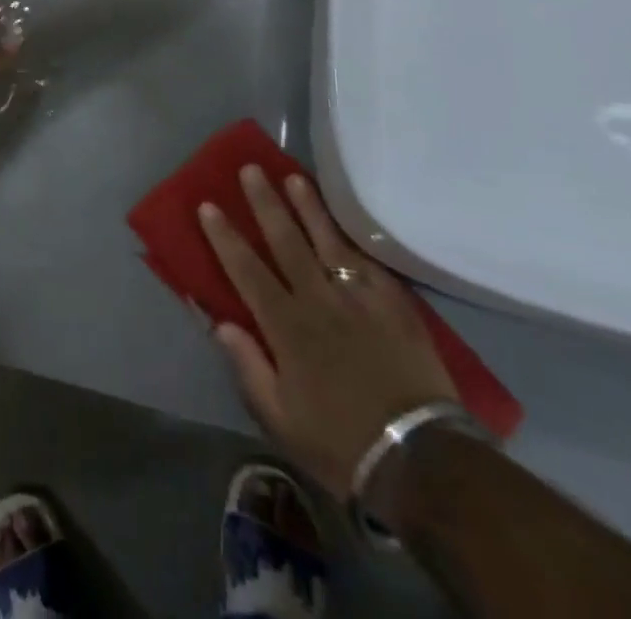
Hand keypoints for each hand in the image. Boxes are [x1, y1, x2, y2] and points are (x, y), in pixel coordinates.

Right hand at [199, 167, 457, 497]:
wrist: (423, 462)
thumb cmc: (342, 443)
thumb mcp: (281, 419)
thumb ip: (248, 367)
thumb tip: (220, 323)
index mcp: (287, 327)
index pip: (247, 270)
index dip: (225, 236)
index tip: (208, 205)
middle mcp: (319, 301)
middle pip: (286, 241)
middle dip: (265, 203)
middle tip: (250, 169)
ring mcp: (360, 299)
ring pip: (328, 240)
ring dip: (308, 206)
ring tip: (294, 177)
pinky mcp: (395, 306)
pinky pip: (369, 263)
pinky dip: (352, 239)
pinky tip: (344, 222)